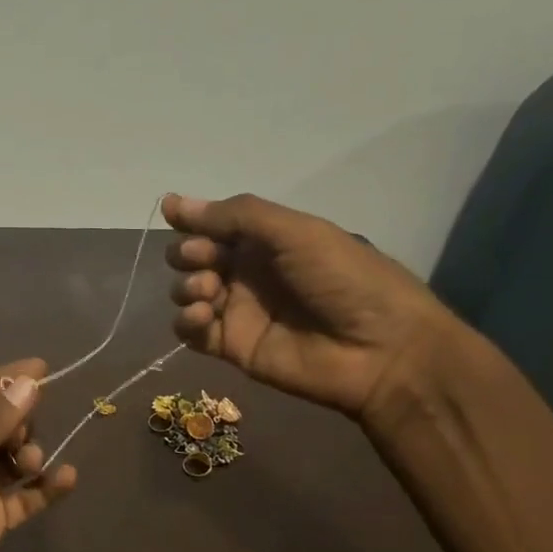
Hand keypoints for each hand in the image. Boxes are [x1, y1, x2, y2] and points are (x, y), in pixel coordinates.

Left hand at [0, 359, 77, 551]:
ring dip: (30, 453)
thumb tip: (29, 384)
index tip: (42, 368)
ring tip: (29, 464)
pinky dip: (48, 487)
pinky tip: (68, 478)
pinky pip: (28, 496)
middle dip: (19, 422)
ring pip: (15, 458)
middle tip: (21, 437)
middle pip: (0, 424)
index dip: (5, 380)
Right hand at [163, 193, 460, 421]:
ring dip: (186, 286)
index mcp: (266, 240)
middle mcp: (248, 272)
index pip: (213, 225)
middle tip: (202, 259)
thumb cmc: (344, 279)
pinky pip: (191, 331)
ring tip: (207, 291)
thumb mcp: (296, 233)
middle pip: (194, 258)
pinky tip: (201, 316)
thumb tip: (171, 202)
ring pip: (188, 292)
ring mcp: (238, 311)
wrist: (381, 349)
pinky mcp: (232, 347)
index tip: (174, 218)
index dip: (192, 221)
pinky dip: (186, 321)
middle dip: (187, 253)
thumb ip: (234, 216)